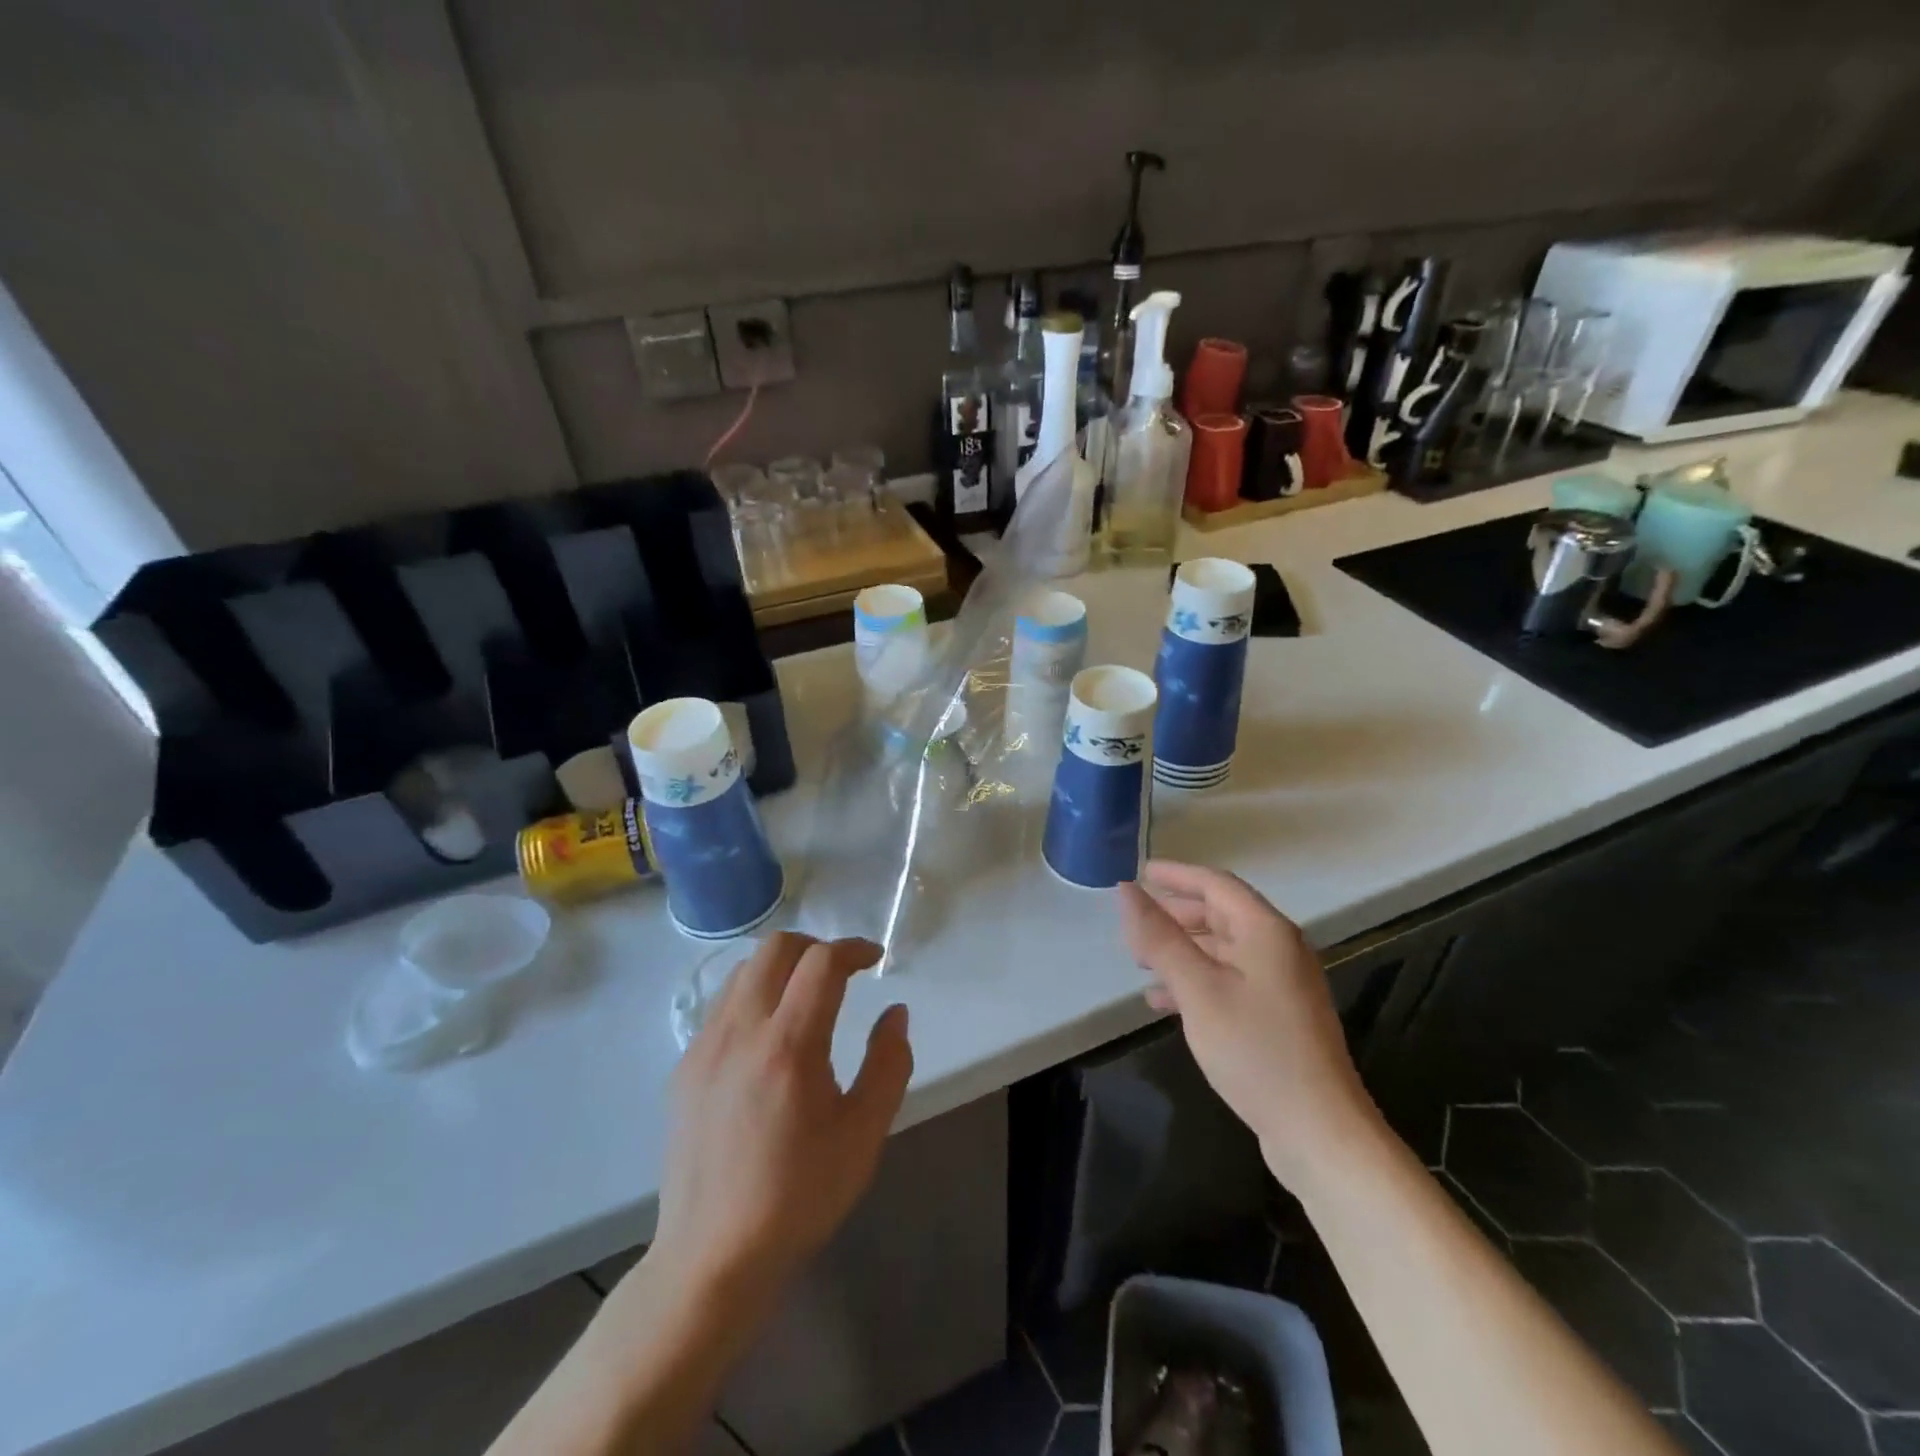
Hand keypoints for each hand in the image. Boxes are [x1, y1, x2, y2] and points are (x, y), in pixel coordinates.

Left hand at [650, 933, 912, 1303]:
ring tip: (805, 997)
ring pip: (743, 970)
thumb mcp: (864, 1134)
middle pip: (776, 948)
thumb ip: (888, 1064)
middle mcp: (741, 1032)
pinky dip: (752, 996)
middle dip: (815, 947)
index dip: (854, 949)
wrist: (712, 1256)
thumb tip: (894, 1013)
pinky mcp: (684, 1067)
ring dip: (781, 967)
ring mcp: (704, 1047)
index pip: (821, 963)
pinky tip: (767, 1037)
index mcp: (789, 1047)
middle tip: (841, 972)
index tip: (874, 960)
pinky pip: (721, 1006)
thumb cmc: (798, 1195)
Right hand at [1117, 861, 1380, 1188]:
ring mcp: (1282, 984)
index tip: (1139, 873)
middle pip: (1221, 914)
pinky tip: (1165, 1002)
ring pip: (1223, 949)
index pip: (1215, 884)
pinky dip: (1197, 981)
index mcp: (1265, 930)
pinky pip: (1230, 980)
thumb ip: (1159, 937)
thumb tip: (1126, 890)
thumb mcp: (1197, 989)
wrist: (1319, 1131)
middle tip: (1134, 924)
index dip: (1176, 875)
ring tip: (1141, 962)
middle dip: (1175, 915)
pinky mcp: (1279, 1016)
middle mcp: (1279, 948)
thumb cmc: (1255, 1049)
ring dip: (1181, 950)